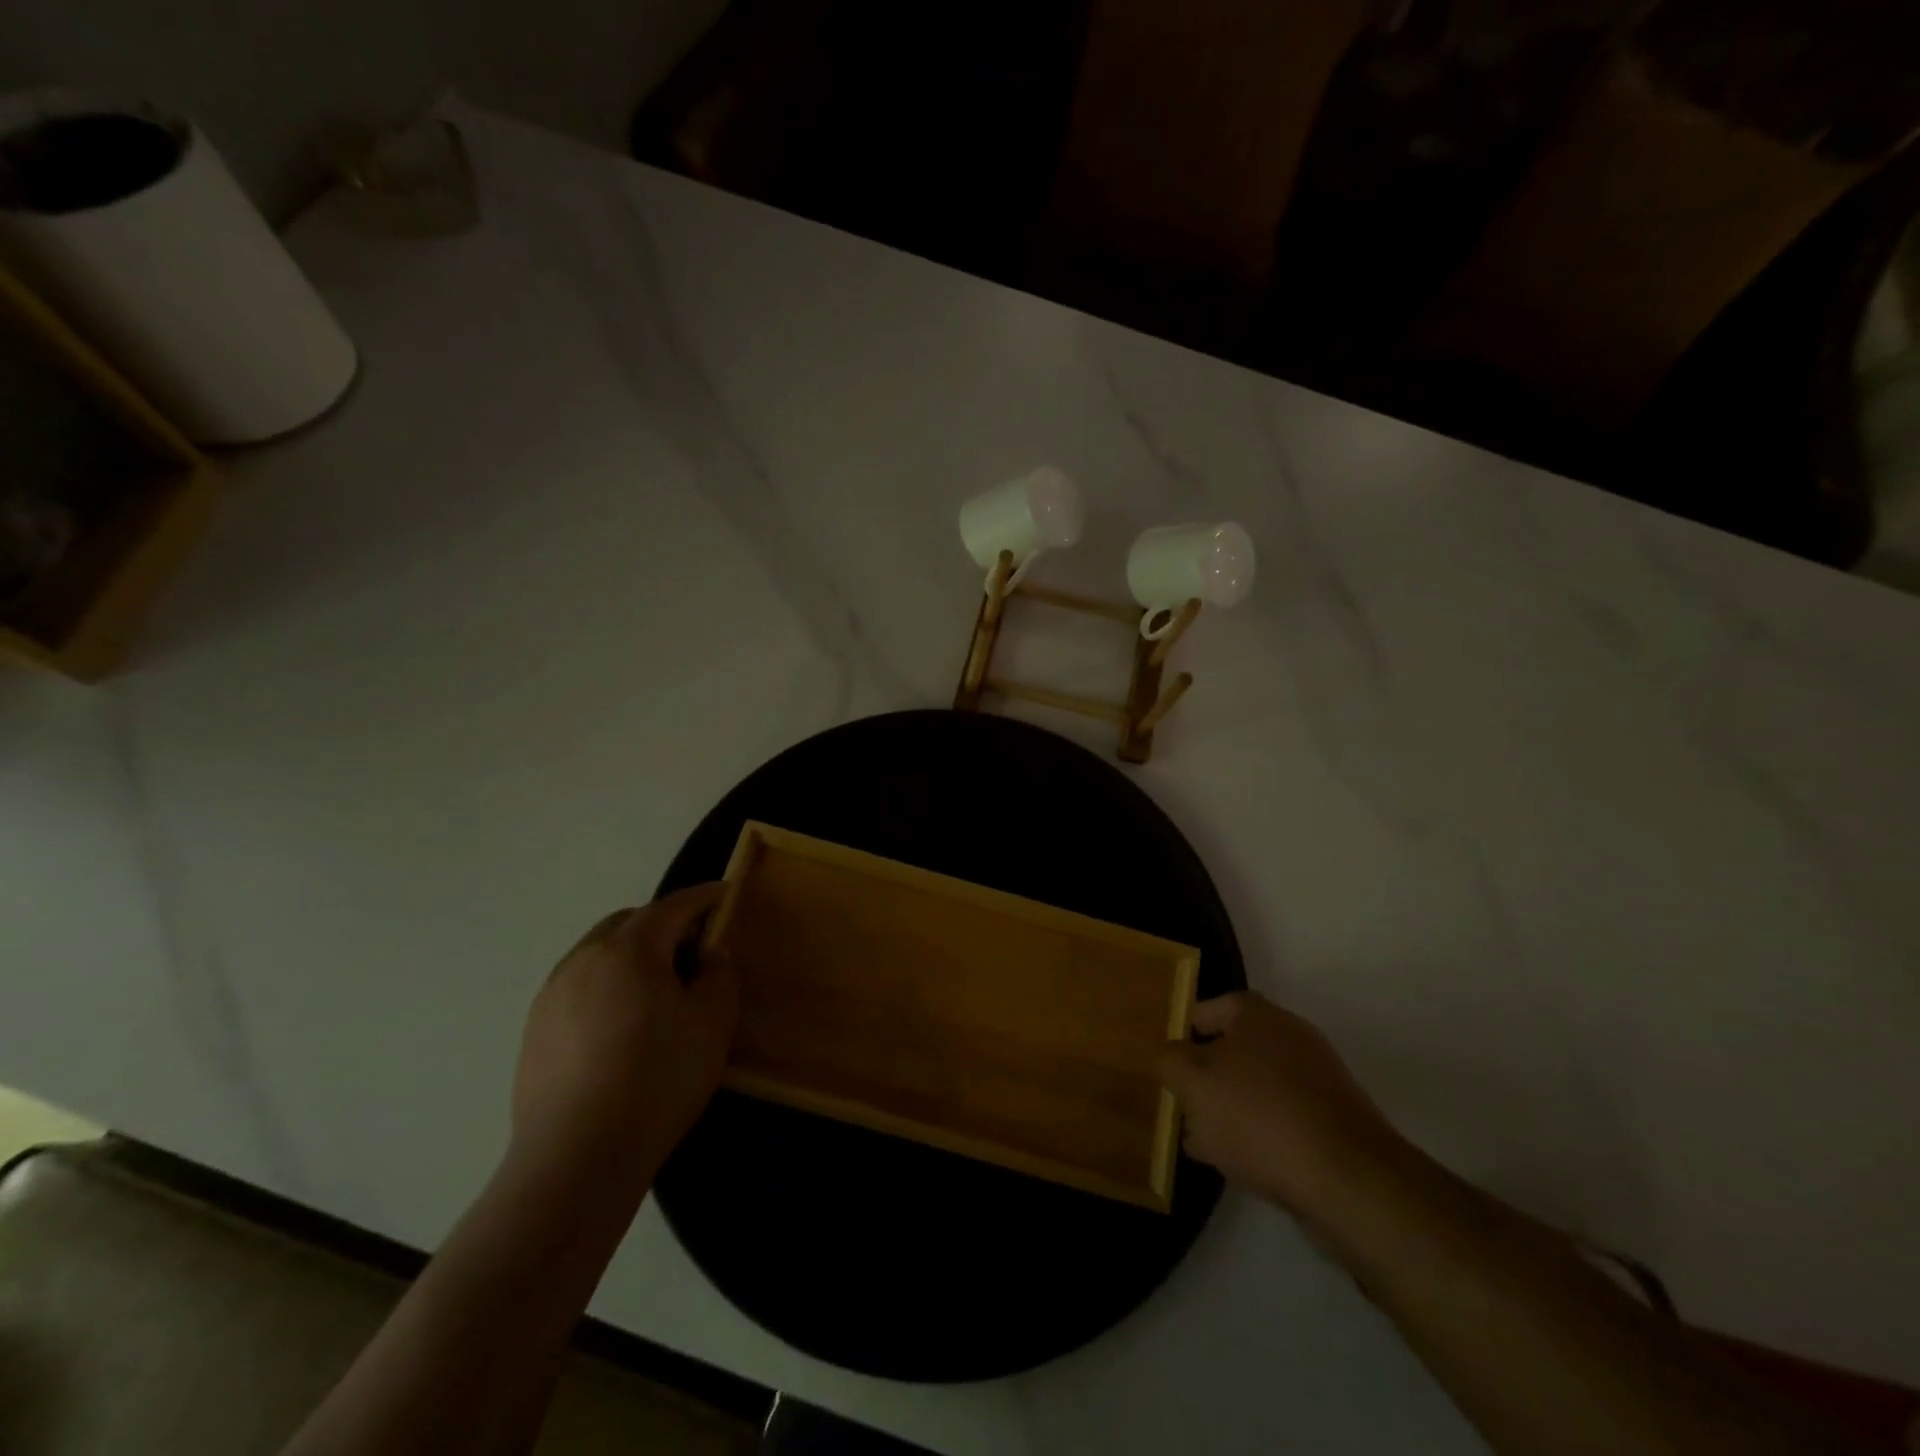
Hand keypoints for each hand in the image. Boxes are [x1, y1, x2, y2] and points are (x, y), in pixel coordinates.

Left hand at [512, 885, 738, 1170]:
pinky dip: (606, 985)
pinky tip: (620, 1025)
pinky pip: (578, 987)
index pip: (673, 906)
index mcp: (630, 949)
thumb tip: (706, 954)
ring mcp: (552, 995)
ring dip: (630, 954)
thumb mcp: (713, 1022)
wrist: (577, 1157)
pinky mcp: (534, 1031)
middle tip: (693, 946)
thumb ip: (718, 974)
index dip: (703, 897)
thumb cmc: (658, 1078)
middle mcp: (584, 959)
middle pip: (628, 922)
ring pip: (598, 953)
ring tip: (656, 988)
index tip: (725, 893)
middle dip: (663, 923)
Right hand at [1160, 992, 1406, 1230]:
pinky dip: (1262, 1133)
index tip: (1173, 1051)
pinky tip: (1241, 1163)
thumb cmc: (1259, 1115)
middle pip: (1240, 1048)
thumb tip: (1169, 1054)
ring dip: (1232, 1108)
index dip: (1193, 1024)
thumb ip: (1170, 1061)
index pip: (1219, 1005)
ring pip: (1261, 1087)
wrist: (1349, 1180)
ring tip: (1204, 1141)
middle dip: (1209, 1074)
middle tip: (1183, 1100)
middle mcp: (1293, 1038)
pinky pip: (1286, 1119)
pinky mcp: (1337, 1125)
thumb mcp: (1193, 1084)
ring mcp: (1320, 1082)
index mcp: (1259, 1017)